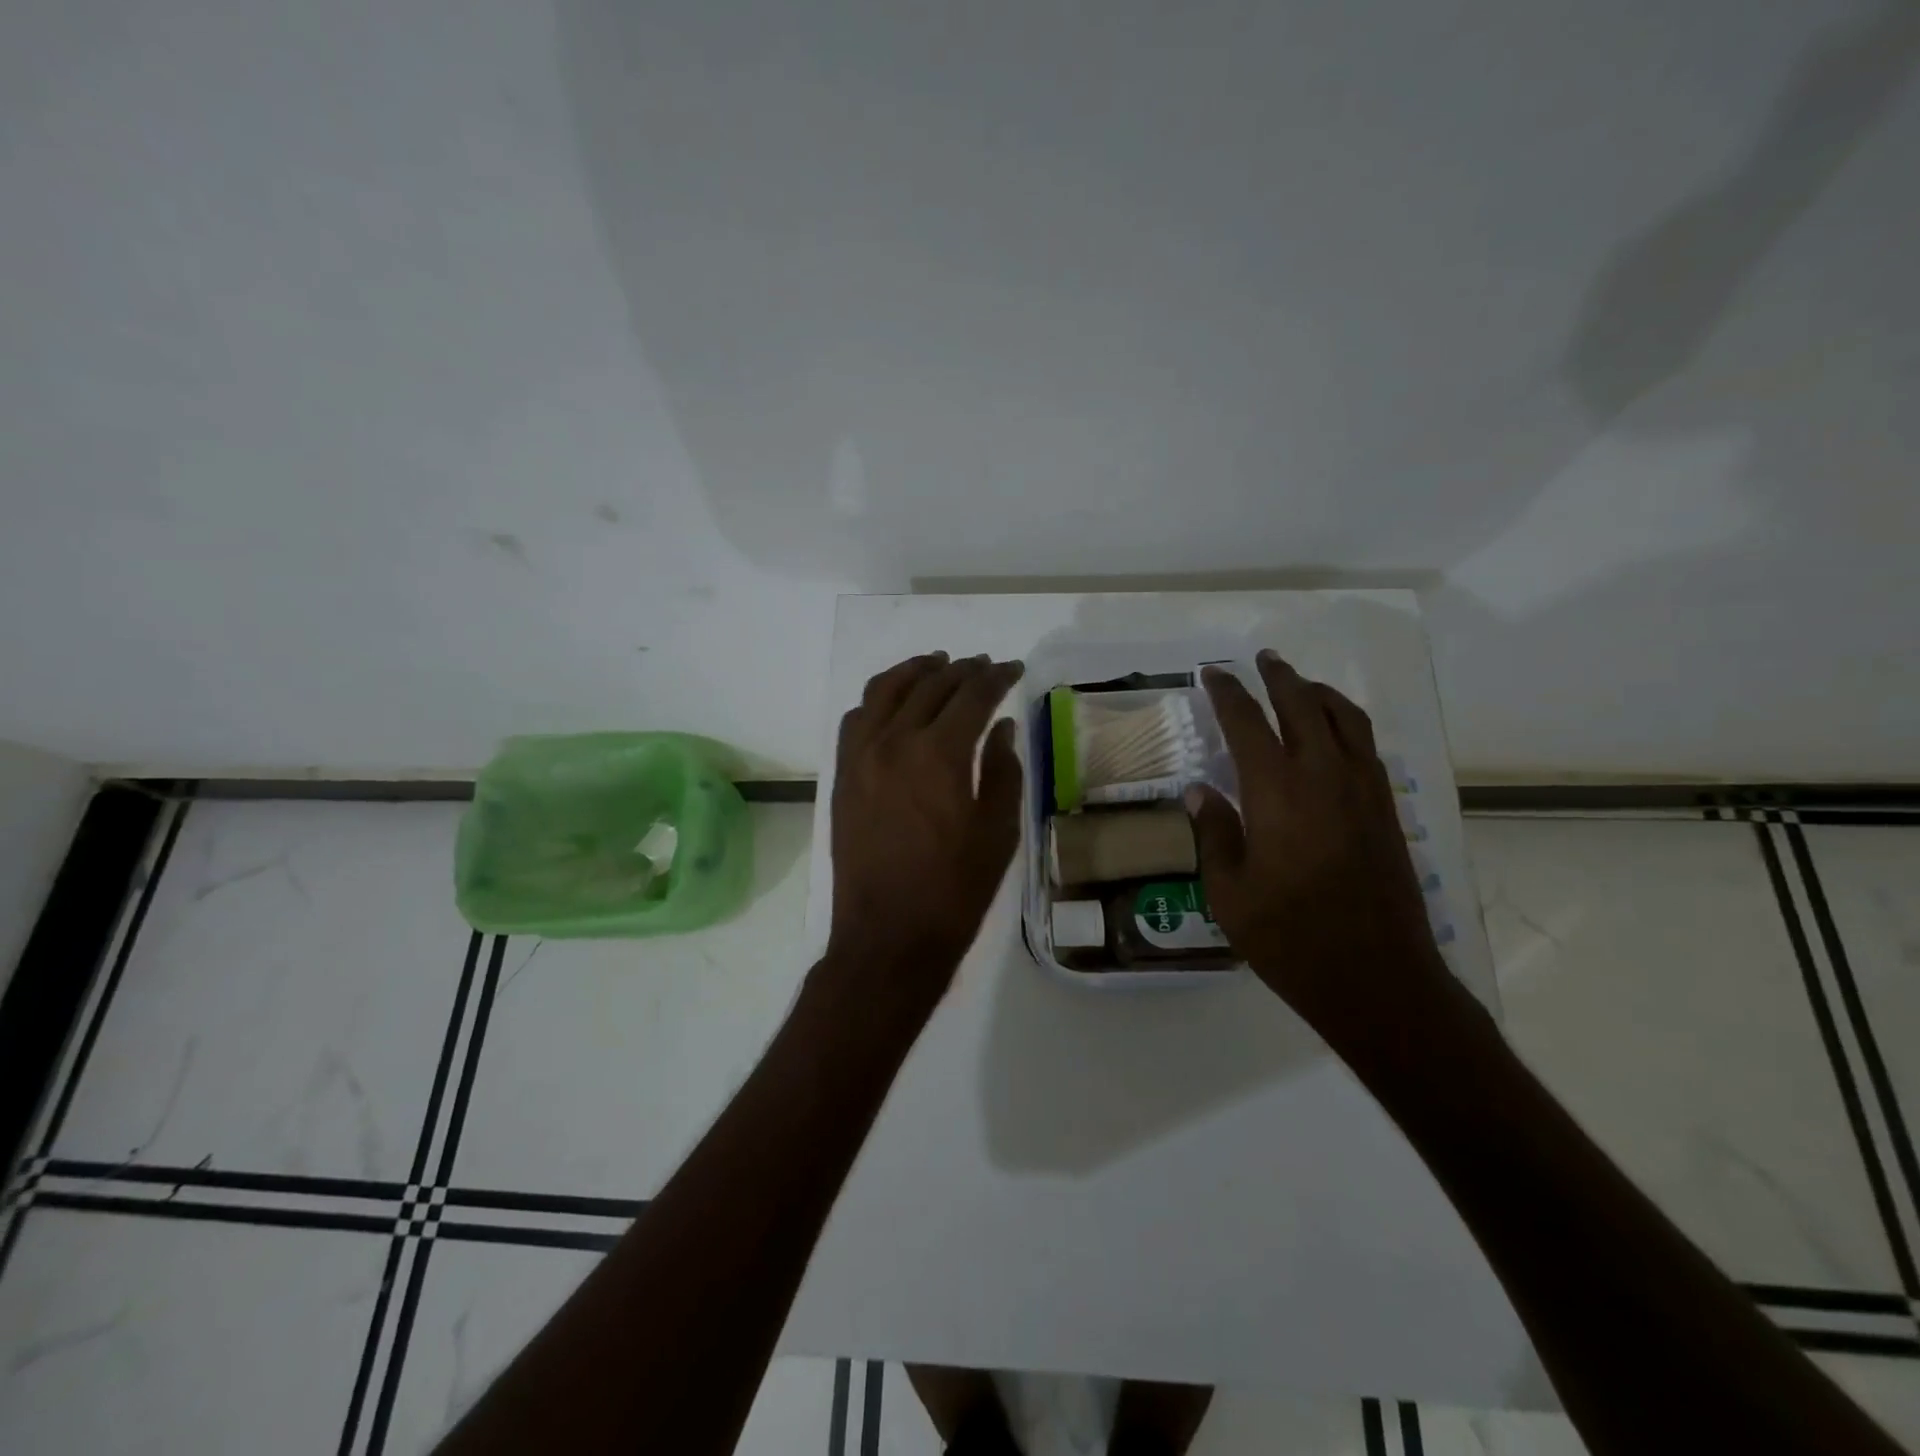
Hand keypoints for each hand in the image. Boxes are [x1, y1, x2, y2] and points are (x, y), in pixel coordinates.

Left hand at [826, 652, 1025, 1013]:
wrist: (888, 935)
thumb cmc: (954, 890)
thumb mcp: (998, 832)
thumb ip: (1002, 770)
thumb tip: (1001, 727)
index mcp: (940, 754)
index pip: (973, 695)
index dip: (997, 677)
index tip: (1014, 668)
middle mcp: (895, 741)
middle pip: (930, 686)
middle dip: (962, 670)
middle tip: (984, 666)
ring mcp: (861, 756)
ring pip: (885, 691)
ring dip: (915, 671)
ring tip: (937, 664)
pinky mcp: (842, 775)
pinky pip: (856, 719)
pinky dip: (878, 699)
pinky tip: (894, 703)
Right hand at [1186, 651, 1449, 1035]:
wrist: (1376, 978)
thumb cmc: (1289, 938)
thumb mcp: (1228, 891)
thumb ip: (1213, 832)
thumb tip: (1200, 790)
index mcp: (1277, 791)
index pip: (1247, 722)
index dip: (1226, 692)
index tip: (1211, 674)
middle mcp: (1323, 776)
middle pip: (1303, 705)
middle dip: (1278, 677)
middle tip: (1261, 660)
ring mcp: (1363, 790)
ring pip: (1344, 719)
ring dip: (1318, 693)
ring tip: (1300, 684)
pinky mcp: (1386, 810)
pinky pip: (1366, 746)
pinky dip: (1346, 724)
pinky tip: (1334, 735)